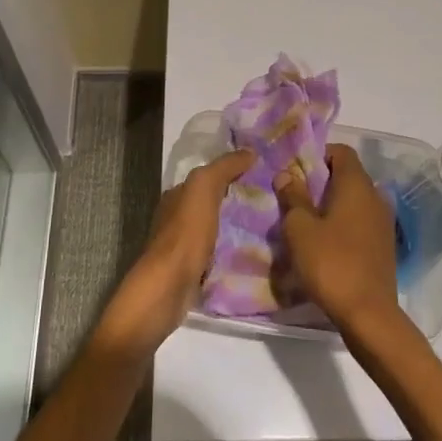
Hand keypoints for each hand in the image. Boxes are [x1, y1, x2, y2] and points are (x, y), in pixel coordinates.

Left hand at [98, 149, 254, 356]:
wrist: (167, 289)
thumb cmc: (185, 234)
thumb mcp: (203, 188)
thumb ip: (224, 167)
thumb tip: (249, 151)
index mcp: (178, 195)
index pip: (209, 176)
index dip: (234, 172)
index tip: (264, 173)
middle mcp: (178, 217)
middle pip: (214, 203)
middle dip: (239, 200)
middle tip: (274, 200)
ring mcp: (185, 246)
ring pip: (217, 229)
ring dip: (238, 227)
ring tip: (271, 227)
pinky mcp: (193, 271)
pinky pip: (219, 254)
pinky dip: (233, 251)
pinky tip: (254, 252)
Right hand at [273, 144, 402, 340]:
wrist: (369, 315)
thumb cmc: (331, 263)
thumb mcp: (300, 229)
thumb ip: (293, 197)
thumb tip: (286, 174)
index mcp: (357, 185)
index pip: (341, 152)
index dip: (318, 155)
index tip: (295, 171)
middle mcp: (375, 197)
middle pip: (347, 176)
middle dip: (320, 183)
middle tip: (293, 198)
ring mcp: (383, 223)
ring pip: (353, 202)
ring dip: (330, 207)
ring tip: (304, 224)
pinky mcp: (383, 246)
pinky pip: (359, 223)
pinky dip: (342, 226)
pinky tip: (323, 245)